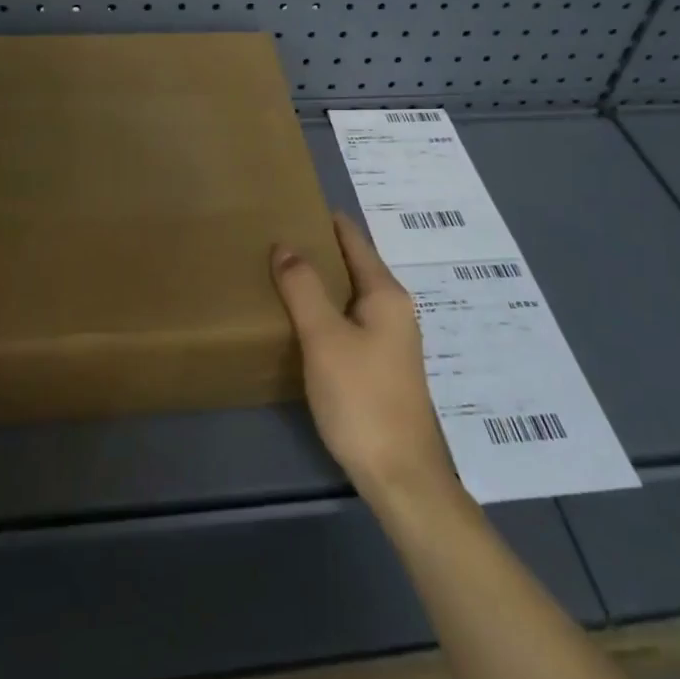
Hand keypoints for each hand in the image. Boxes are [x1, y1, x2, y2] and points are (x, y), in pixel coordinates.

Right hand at [270, 213, 455, 508]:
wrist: (400, 475)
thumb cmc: (362, 398)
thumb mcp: (324, 338)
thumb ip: (303, 288)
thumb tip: (284, 245)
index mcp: (386, 295)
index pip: (355, 241)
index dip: (329, 221)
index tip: (298, 203)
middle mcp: (395, 310)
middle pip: (356, 266)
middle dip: (322, 250)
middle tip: (279, 237)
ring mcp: (391, 340)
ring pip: (352, 296)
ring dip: (323, 281)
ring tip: (284, 272)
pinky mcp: (382, 366)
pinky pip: (351, 321)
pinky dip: (327, 309)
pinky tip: (303, 320)